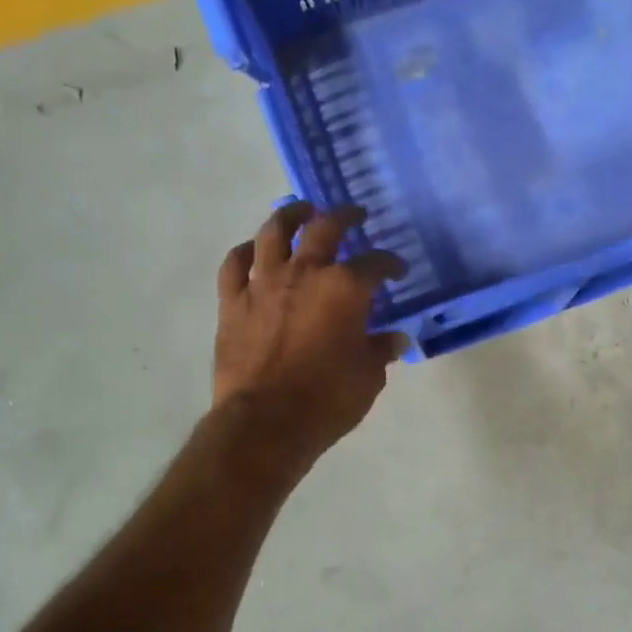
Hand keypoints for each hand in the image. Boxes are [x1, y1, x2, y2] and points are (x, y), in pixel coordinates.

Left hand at [212, 202, 406, 462]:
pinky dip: (245, 252)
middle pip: (325, 229)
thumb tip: (395, 338)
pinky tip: (253, 249)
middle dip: (344, 216)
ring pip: (274, 233)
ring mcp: (263, 284)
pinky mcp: (233, 302)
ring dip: (290, 215)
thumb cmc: (327, 399)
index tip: (398, 270)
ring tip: (301, 209)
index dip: (390, 264)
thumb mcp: (368, 377)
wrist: (266, 422)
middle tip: (355, 213)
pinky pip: (235, 264)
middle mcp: (304, 273)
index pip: (375, 264)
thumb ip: (380, 349)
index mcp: (345, 288)